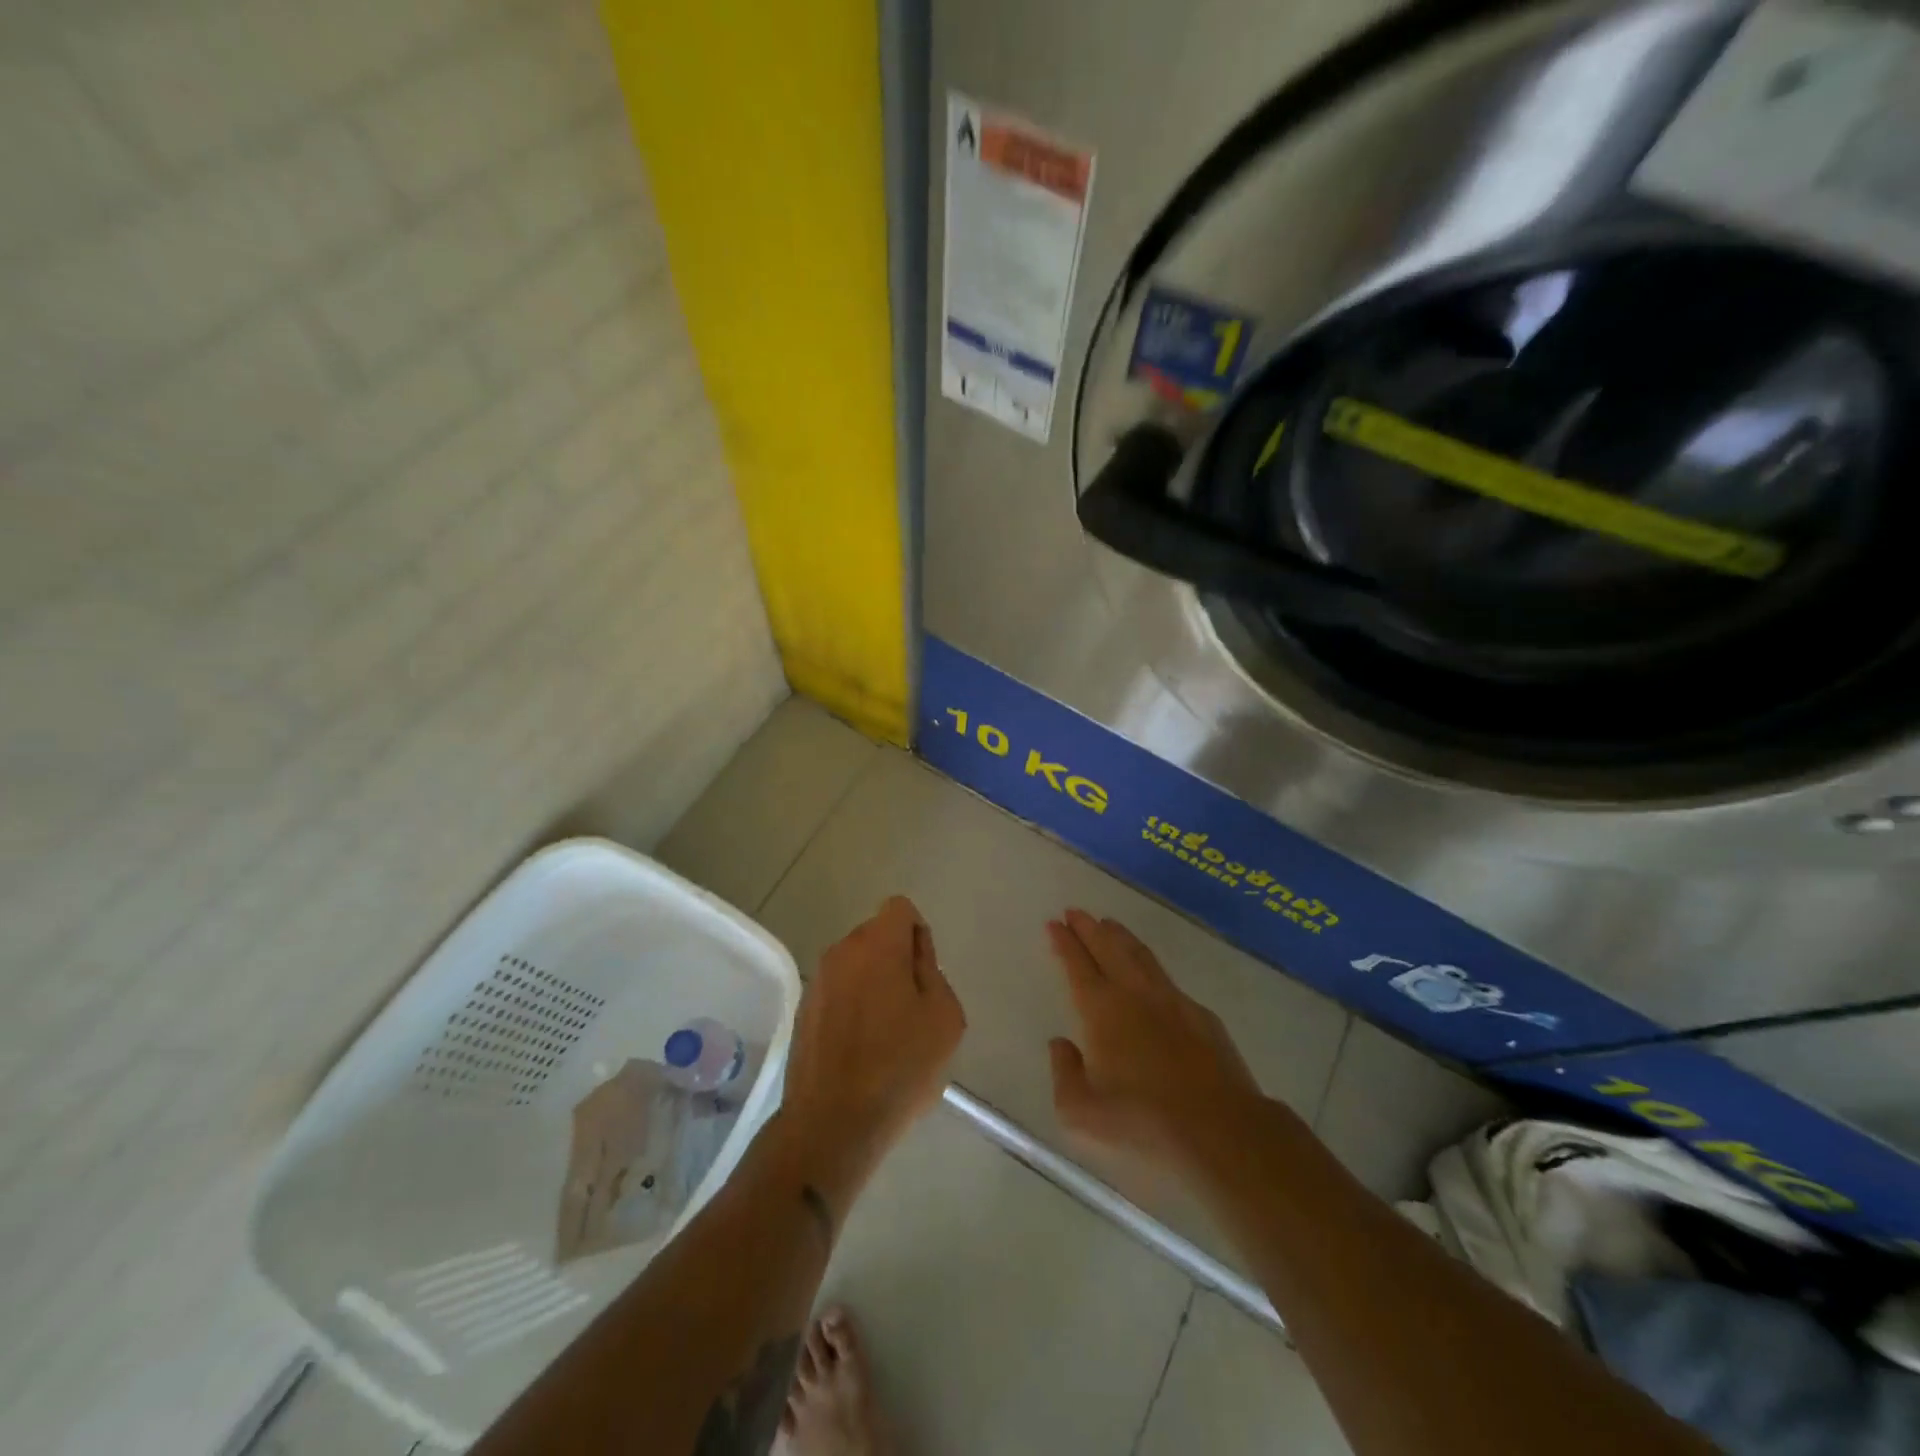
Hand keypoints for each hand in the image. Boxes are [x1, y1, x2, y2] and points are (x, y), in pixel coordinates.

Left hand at [779, 897, 965, 1200]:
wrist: (832, 1124)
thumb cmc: (900, 1068)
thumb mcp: (943, 1017)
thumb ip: (932, 970)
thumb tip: (914, 953)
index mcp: (877, 945)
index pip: (900, 909)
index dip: (918, 935)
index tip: (924, 976)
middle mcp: (841, 951)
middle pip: (876, 935)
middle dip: (895, 959)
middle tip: (911, 1009)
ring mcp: (817, 981)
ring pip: (855, 964)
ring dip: (872, 983)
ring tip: (886, 1034)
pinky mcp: (803, 1010)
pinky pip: (837, 991)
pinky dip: (851, 1006)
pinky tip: (860, 1049)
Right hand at [1047, 908, 1267, 1173]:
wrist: (1219, 1129)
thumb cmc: (1143, 1122)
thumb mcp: (1082, 1112)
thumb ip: (1064, 1073)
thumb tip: (1060, 1044)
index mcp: (1102, 1011)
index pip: (1078, 966)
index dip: (1065, 943)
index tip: (1055, 923)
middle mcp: (1135, 994)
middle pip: (1109, 948)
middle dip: (1089, 928)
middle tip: (1075, 912)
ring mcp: (1172, 1000)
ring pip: (1140, 956)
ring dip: (1121, 937)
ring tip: (1109, 924)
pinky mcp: (1201, 1016)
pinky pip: (1167, 979)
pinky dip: (1150, 966)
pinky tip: (1150, 973)